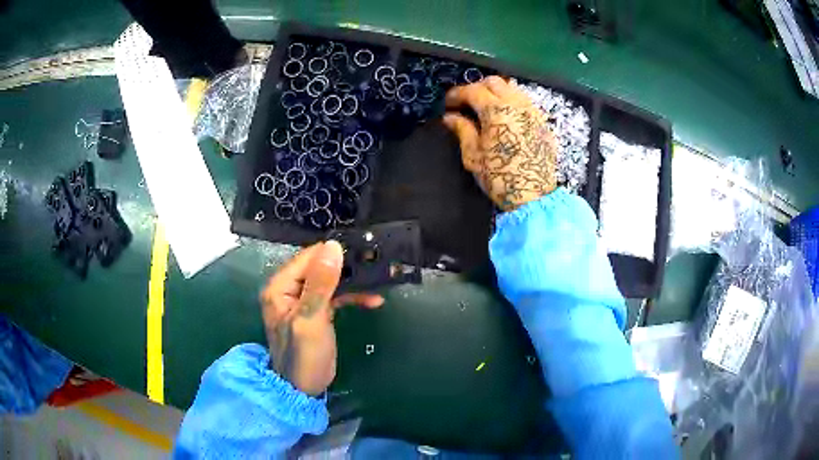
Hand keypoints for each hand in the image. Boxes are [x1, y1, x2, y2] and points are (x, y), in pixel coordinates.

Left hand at [259, 241, 383, 395]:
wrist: (303, 389)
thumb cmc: (303, 356)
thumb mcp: (311, 319)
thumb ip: (320, 284)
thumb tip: (332, 246)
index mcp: (280, 287)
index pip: (307, 258)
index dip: (332, 254)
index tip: (361, 252)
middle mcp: (289, 289)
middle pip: (320, 267)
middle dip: (347, 268)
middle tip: (375, 266)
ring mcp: (303, 300)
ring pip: (330, 281)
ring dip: (353, 283)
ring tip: (379, 282)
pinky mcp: (317, 312)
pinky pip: (335, 296)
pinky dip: (352, 297)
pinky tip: (373, 300)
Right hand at [442, 76, 557, 210]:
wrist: (534, 196)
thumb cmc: (500, 177)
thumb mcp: (474, 156)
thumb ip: (462, 130)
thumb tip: (450, 117)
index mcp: (496, 110)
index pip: (473, 91)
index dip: (457, 94)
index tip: (448, 103)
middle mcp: (517, 104)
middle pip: (494, 82)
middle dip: (477, 87)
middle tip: (466, 102)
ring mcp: (533, 112)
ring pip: (512, 88)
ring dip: (496, 92)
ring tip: (486, 107)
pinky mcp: (543, 122)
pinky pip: (525, 102)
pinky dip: (512, 102)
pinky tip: (506, 117)